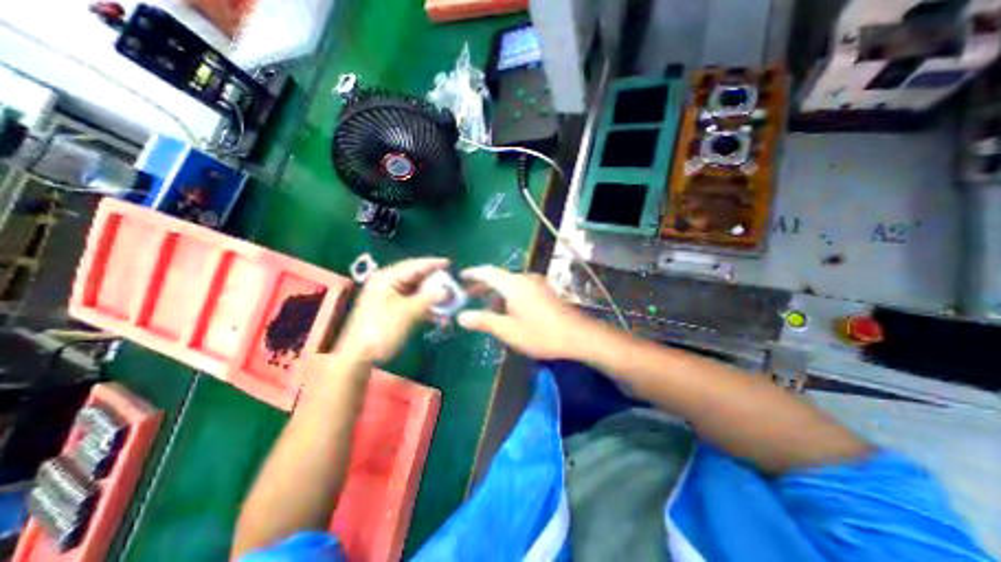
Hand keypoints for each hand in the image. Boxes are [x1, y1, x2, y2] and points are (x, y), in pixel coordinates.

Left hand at [333, 257, 447, 362]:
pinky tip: (441, 316)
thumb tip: (449, 290)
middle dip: (437, 283)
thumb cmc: (381, 329)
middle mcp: (390, 283)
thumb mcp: (408, 312)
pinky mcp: (396, 310)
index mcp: (388, 278)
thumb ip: (430, 298)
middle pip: (418, 278)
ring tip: (451, 302)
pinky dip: (428, 308)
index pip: (415, 265)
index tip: (452, 264)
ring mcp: (392, 297)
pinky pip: (416, 304)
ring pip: (419, 292)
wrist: (360, 357)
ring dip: (434, 298)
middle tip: (455, 285)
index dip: (434, 264)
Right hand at [457, 266, 588, 360]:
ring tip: (486, 306)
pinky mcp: (545, 291)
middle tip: (468, 295)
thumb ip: (484, 321)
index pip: (487, 272)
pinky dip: (509, 295)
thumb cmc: (540, 333)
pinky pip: (521, 288)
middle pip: (499, 277)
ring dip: (496, 292)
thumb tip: (461, 317)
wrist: (577, 335)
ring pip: (510, 283)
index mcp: (513, 284)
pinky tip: (508, 310)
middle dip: (483, 285)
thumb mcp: (508, 330)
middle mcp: (525, 278)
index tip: (460, 277)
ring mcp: (537, 284)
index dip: (472, 274)